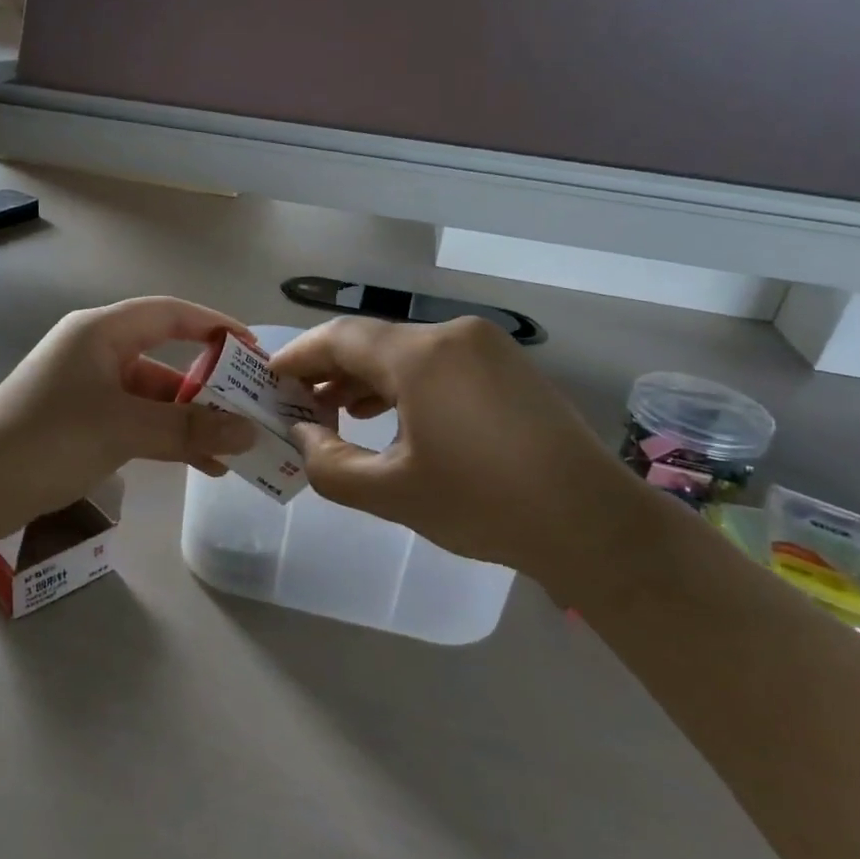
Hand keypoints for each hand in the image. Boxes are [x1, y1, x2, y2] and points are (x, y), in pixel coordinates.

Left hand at [0, 297, 257, 532]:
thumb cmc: (49, 439)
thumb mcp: (124, 429)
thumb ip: (189, 430)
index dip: (216, 325)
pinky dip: (166, 438)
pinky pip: (137, 421)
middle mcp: (96, 351)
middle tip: (251, 406)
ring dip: (190, 420)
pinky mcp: (82, 422)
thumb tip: (250, 433)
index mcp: (101, 332)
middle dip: (209, 384)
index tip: (254, 350)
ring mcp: (87, 389)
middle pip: (165, 357)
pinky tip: (199, 465)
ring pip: (153, 396)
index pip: (170, 314)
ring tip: (233, 448)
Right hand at [268, 317, 656, 582]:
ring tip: (336, 412)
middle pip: (373, 343)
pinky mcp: (508, 369)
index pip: (340, 338)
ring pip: (407, 353)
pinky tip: (389, 416)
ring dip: (366, 379)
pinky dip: (405, 385)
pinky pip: (439, 365)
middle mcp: (453, 336)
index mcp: (421, 356)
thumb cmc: (482, 504)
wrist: (591, 523)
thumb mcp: (389, 492)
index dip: (298, 356)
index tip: (268, 377)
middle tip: (297, 404)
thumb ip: (328, 462)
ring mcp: (487, 349)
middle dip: (330, 371)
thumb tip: (303, 433)